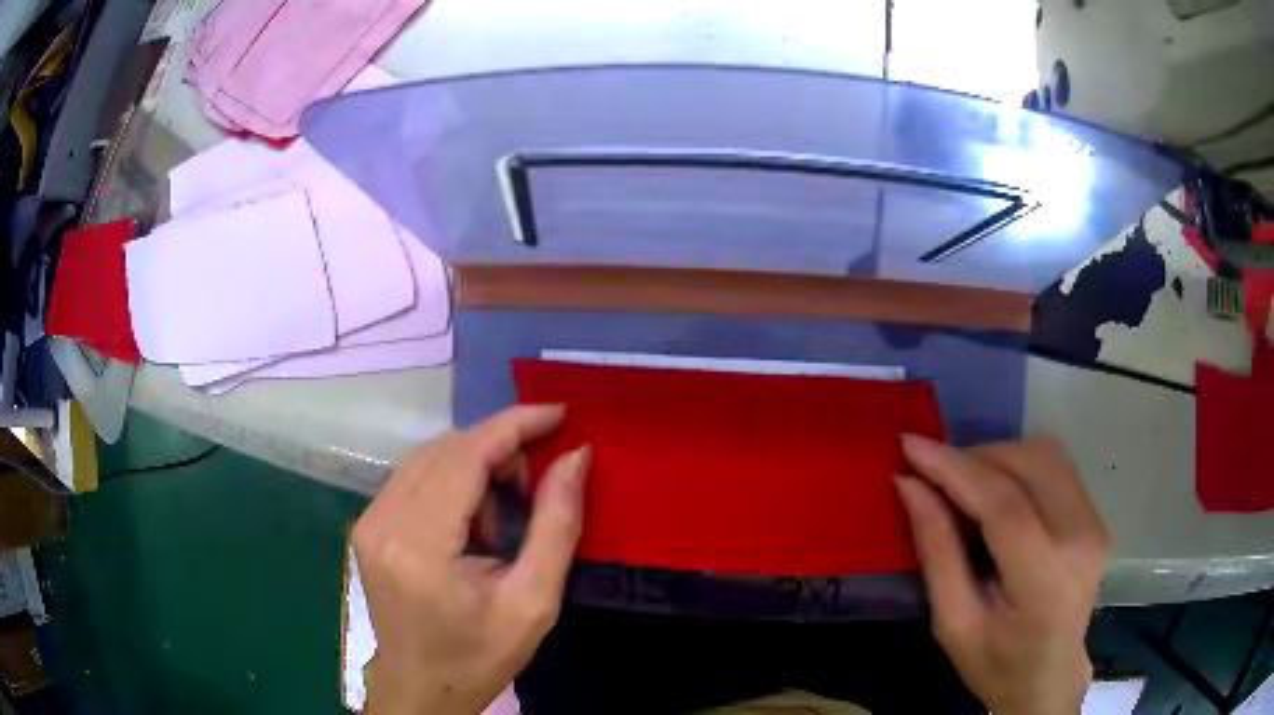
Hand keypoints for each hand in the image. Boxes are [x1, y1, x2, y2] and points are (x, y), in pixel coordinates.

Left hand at [353, 405, 590, 714]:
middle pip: (447, 449)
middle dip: (500, 449)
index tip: (559, 413)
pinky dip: (454, 482)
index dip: (515, 425)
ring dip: (477, 466)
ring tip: (507, 513)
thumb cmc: (480, 655)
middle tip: (538, 482)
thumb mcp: (534, 602)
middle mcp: (383, 520)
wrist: (421, 687)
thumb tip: (575, 457)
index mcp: (420, 544)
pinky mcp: (368, 524)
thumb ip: (557, 525)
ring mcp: (369, 520)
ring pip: (430, 458)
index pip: (466, 455)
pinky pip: (415, 477)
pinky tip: (474, 521)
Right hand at [896, 435, 1108, 714]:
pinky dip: (1018, 467)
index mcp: (1045, 579)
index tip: (910, 445)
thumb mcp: (953, 623)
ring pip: (1044, 454)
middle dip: (974, 458)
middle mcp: (1080, 537)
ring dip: (997, 458)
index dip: (953, 468)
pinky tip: (996, 493)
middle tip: (934, 477)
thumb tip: (908, 485)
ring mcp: (1095, 521)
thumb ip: (936, 551)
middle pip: (1027, 463)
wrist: (1049, 679)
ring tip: (963, 486)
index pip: (1002, 503)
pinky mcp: (1096, 515)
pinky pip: (1055, 467)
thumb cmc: (996, 664)